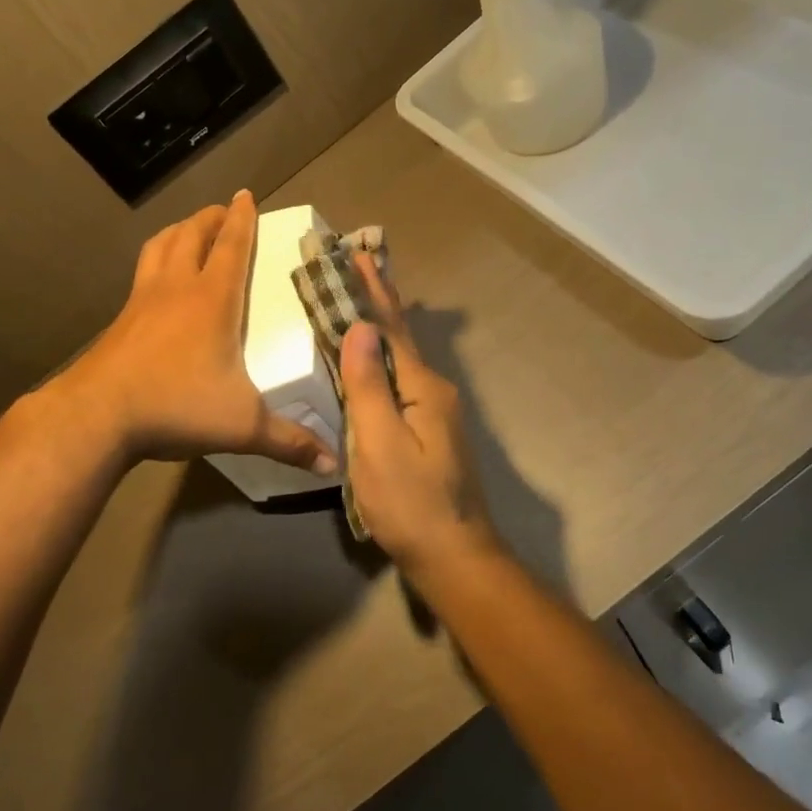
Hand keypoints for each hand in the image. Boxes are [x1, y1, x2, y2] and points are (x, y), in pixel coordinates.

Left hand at [57, 191, 337, 473]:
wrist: (98, 415)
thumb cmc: (176, 406)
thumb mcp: (242, 427)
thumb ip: (289, 442)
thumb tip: (334, 464)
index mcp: (212, 300)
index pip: (231, 245)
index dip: (242, 218)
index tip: (245, 194)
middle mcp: (177, 289)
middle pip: (191, 234)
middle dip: (210, 217)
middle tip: (222, 211)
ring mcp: (142, 300)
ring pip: (160, 246)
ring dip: (178, 231)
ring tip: (189, 231)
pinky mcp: (120, 319)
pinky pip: (141, 273)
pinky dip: (154, 261)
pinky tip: (157, 281)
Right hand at [339, 253, 495, 575]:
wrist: (453, 557)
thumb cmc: (410, 503)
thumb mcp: (381, 443)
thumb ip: (367, 385)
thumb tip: (360, 327)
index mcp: (423, 388)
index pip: (392, 327)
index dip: (373, 290)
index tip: (357, 253)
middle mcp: (434, 391)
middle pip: (400, 337)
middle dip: (378, 300)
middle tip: (358, 264)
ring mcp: (435, 413)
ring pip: (400, 359)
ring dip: (379, 327)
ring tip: (359, 301)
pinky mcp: (428, 433)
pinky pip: (399, 382)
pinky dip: (381, 359)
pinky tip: (370, 361)